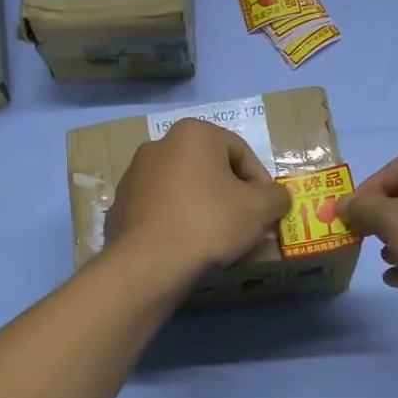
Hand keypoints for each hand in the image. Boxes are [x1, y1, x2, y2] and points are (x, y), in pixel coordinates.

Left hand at [104, 119, 290, 283]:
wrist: (149, 263)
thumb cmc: (209, 223)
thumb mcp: (260, 208)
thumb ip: (277, 196)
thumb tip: (276, 197)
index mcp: (193, 133)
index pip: (241, 151)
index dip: (261, 182)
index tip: (266, 210)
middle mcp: (159, 144)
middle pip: (210, 168)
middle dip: (230, 193)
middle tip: (244, 223)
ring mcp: (134, 175)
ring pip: (183, 188)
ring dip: (203, 207)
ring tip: (216, 238)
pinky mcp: (120, 205)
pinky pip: (161, 209)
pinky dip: (177, 221)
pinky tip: (186, 245)